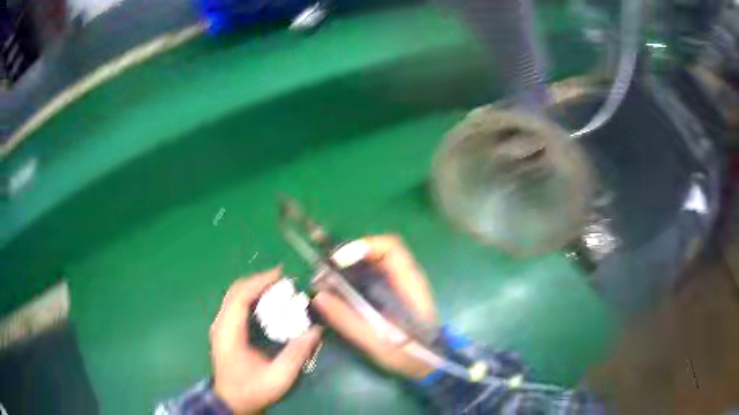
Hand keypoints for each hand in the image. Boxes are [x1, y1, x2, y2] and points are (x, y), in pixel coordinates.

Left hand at [210, 268, 321, 414]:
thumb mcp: (278, 377)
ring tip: (277, 287)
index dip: (259, 282)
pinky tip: (265, 302)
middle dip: (258, 281)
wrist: (232, 403)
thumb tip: (316, 331)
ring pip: (234, 296)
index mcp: (228, 333)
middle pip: (235, 291)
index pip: (240, 297)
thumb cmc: (252, 391)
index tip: (280, 275)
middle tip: (282, 280)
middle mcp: (220, 325)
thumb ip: (296, 354)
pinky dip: (250, 298)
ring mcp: (220, 327)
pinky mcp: (223, 331)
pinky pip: (235, 305)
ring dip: (254, 288)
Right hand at [312, 235, 436, 378]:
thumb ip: (347, 319)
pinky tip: (334, 296)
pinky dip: (348, 283)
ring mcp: (394, 287)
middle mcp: (402, 278)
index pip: (390, 247)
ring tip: (323, 283)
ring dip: (344, 271)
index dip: (364, 246)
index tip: (339, 260)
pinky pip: (366, 281)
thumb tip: (319, 296)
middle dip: (346, 258)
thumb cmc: (408, 353)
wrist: (424, 365)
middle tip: (322, 272)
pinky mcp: (387, 297)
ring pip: (367, 267)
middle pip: (373, 254)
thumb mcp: (376, 341)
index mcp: (408, 283)